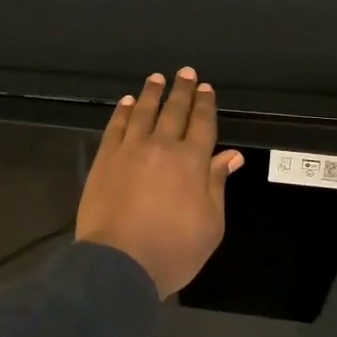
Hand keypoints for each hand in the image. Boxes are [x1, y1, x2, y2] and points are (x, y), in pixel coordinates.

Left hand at [77, 67, 244, 298]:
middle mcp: (162, 147)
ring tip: (157, 78)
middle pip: (174, 112)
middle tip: (186, 73)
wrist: (119, 264)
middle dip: (182, 91)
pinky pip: (115, 127)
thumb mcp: (211, 224)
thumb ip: (217, 184)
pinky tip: (126, 103)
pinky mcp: (105, 159)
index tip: (206, 88)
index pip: (202, 124)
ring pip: (143, 112)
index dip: (205, 105)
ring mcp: (130, 150)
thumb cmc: (173, 250)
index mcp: (192, 162)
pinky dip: (122, 112)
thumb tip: (231, 155)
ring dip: (151, 93)